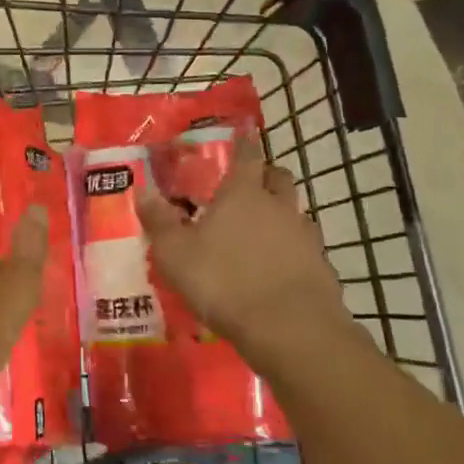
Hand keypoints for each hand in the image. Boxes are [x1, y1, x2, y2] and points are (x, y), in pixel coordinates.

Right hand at [135, 134, 349, 367]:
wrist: (290, 329)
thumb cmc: (224, 282)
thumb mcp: (176, 254)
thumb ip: (159, 221)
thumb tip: (143, 190)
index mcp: (243, 194)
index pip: (247, 155)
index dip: (244, 143)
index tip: (243, 134)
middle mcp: (278, 206)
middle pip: (279, 177)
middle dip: (266, 175)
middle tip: (249, 185)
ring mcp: (305, 236)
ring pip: (296, 211)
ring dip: (282, 213)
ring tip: (262, 230)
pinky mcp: (321, 267)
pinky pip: (306, 247)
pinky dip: (293, 249)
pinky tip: (279, 267)